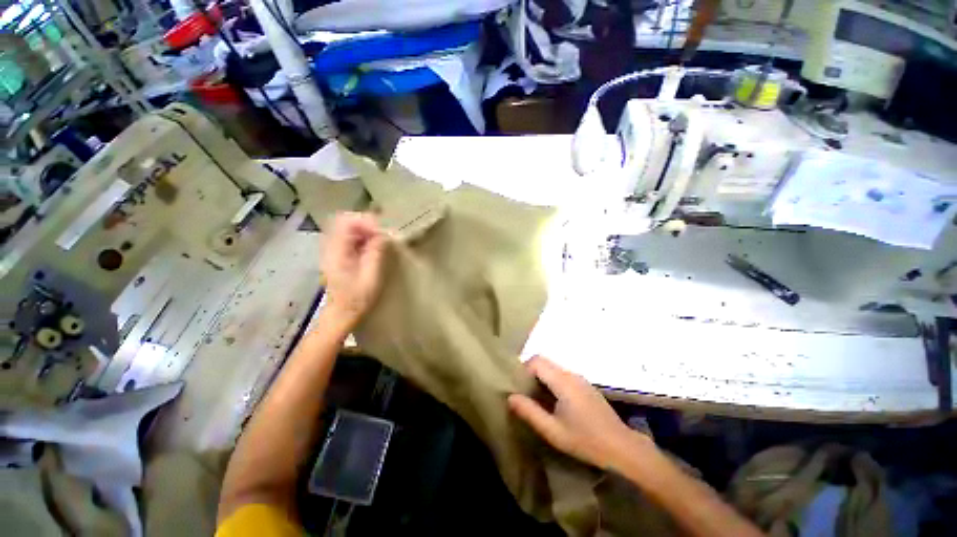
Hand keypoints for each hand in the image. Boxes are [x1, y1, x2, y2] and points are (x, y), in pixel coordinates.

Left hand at [322, 212, 386, 328]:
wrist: (341, 314)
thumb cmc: (357, 299)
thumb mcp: (371, 277)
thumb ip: (375, 253)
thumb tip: (383, 235)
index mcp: (337, 251)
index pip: (347, 222)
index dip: (366, 222)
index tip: (382, 233)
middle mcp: (330, 246)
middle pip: (344, 221)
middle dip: (366, 223)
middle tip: (381, 234)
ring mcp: (332, 250)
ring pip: (346, 228)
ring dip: (364, 230)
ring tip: (378, 240)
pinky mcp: (336, 255)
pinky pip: (347, 237)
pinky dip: (361, 237)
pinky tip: (370, 247)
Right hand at [508, 356, 652, 469]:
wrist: (622, 448)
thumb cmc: (586, 440)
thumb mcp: (553, 431)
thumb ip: (530, 412)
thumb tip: (510, 397)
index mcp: (563, 381)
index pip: (537, 360)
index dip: (523, 369)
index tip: (517, 386)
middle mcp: (572, 374)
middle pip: (544, 362)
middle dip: (530, 373)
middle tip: (523, 393)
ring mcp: (581, 379)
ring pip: (553, 369)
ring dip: (541, 378)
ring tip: (536, 399)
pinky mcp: (586, 386)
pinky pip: (563, 376)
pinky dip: (552, 383)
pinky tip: (553, 403)